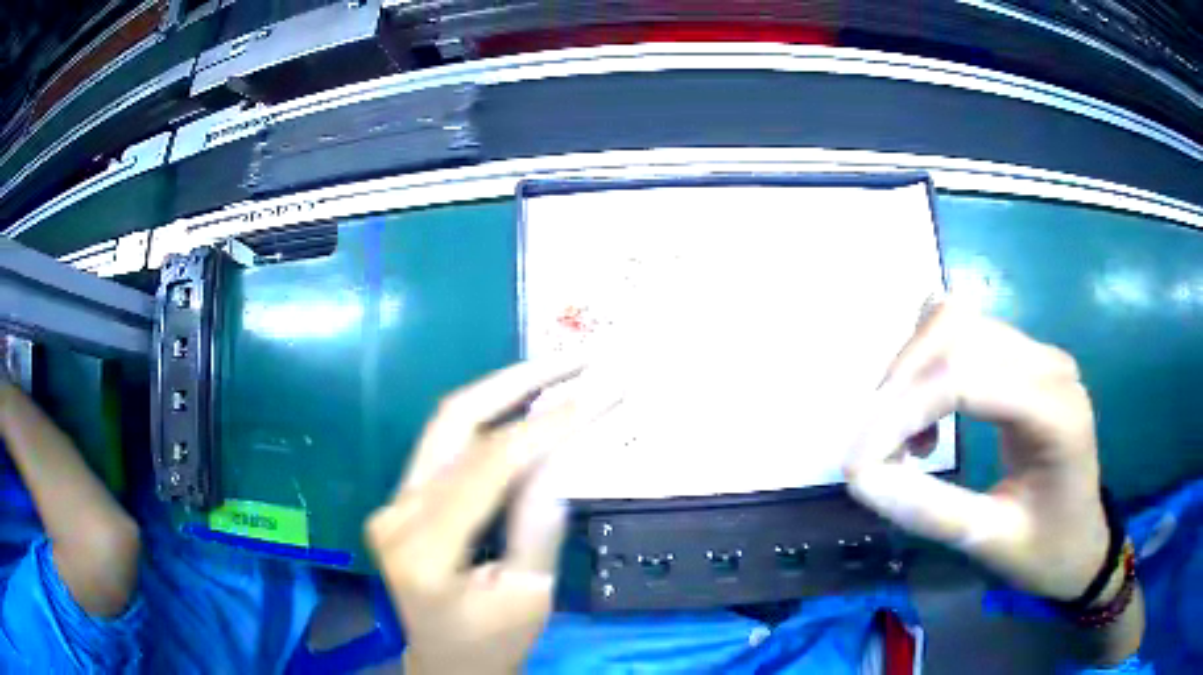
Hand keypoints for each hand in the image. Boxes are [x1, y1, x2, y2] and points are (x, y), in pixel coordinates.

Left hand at [365, 360, 619, 674]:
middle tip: (578, 360)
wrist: (445, 662)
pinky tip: (528, 406)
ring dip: (504, 391)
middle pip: (455, 422)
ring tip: (559, 372)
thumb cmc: (493, 642)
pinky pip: (447, 446)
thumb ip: (540, 523)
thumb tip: (561, 449)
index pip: (490, 465)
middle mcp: (396, 516)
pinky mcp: (399, 501)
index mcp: (426, 552)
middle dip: (520, 381)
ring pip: (447, 424)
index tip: (601, 394)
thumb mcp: (530, 595)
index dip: (549, 423)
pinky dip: (491, 419)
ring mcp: (391, 504)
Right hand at [844, 300, 1107, 600]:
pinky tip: (929, 415)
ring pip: (955, 324)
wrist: (1083, 539)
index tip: (855, 463)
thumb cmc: (1046, 549)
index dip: (901, 411)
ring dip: (911, 372)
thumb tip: (861, 476)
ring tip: (901, 437)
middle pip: (955, 333)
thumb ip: (927, 510)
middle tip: (871, 450)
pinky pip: (965, 333)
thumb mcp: (989, 541)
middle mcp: (1048, 363)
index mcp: (1054, 411)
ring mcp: (1038, 354)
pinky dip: (929, 365)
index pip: (965, 378)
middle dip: (899, 386)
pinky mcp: (1024, 358)